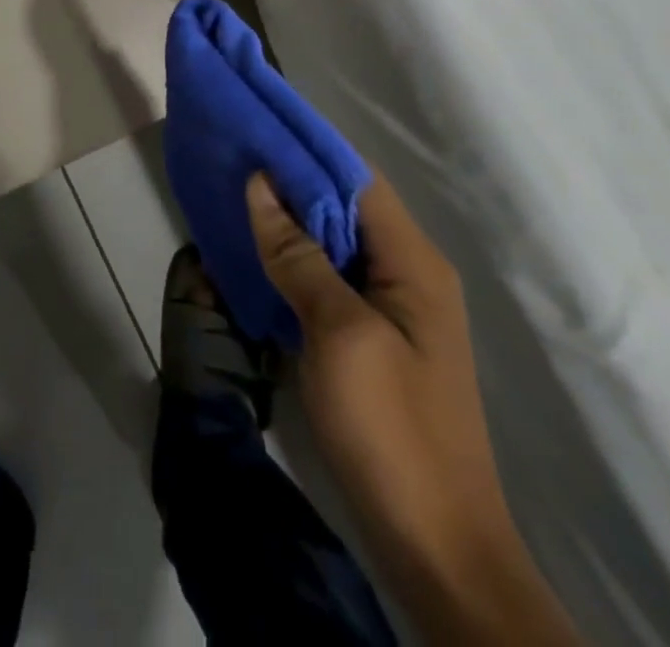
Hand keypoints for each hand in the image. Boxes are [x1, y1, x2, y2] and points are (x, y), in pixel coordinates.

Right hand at [247, 172, 578, 644]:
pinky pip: (328, 278)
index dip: (307, 148)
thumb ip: (299, 256)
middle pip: (344, 207)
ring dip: (288, 218)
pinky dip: (293, 258)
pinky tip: (255, 251)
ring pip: (333, 242)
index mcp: (413, 263)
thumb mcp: (339, 333)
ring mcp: (391, 309)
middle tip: (233, 155)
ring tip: (234, 192)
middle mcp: (407, 274)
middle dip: (290, 180)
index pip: (356, 180)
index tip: (256, 125)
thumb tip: (260, 185)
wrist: (435, 545)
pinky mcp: (371, 338)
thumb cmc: (391, 429)